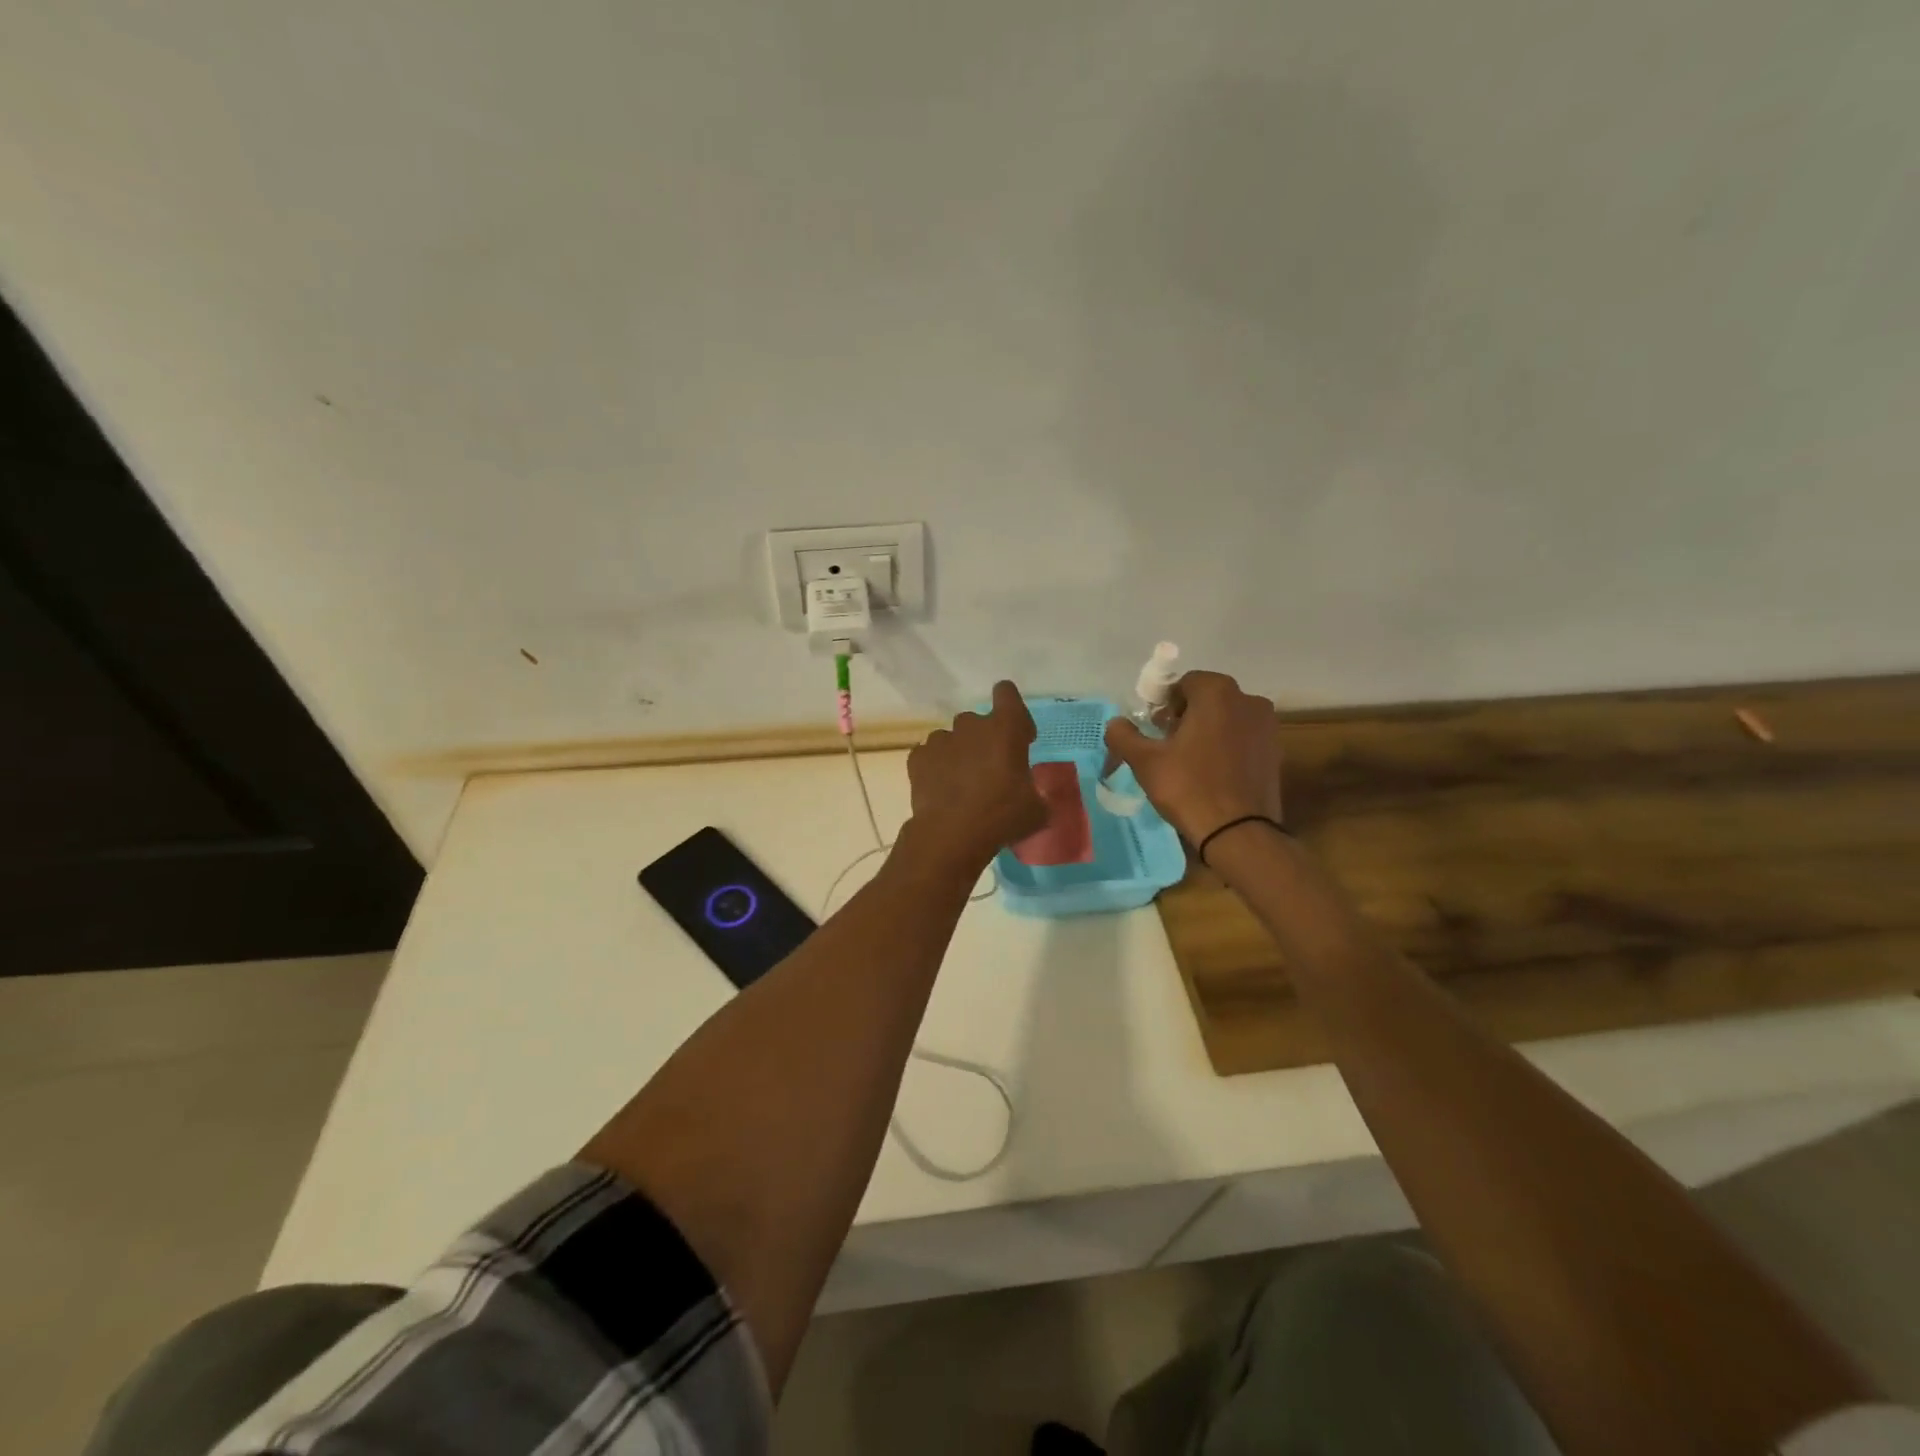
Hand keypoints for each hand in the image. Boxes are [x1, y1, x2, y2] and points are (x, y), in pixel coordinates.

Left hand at [904, 681, 1046, 871]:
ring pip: (952, 739)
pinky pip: (930, 756)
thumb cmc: (1002, 816)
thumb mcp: (1036, 809)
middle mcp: (971, 726)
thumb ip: (1037, 793)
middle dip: (985, 740)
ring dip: (959, 754)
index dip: (1014, 712)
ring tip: (962, 784)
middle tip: (990, 771)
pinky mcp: (918, 758)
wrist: (952, 834)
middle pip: (978, 722)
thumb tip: (1034, 796)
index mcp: (1005, 729)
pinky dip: (936, 768)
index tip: (1019, 737)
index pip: (1007, 693)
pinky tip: (941, 790)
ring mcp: (941, 740)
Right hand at [1104, 670, 1280, 843]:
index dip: (1165, 704)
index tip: (1156, 730)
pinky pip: (1244, 739)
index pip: (1184, 683)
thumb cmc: (1189, 787)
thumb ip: (1123, 735)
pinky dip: (1227, 747)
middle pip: (1208, 699)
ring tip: (1191, 762)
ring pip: (1228, 718)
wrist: (1238, 832)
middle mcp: (1248, 700)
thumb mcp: (1145, 761)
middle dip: (1187, 716)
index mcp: (1217, 693)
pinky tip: (1214, 774)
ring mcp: (1267, 726)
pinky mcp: (1276, 752)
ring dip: (1208, 731)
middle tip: (1168, 745)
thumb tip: (1116, 723)